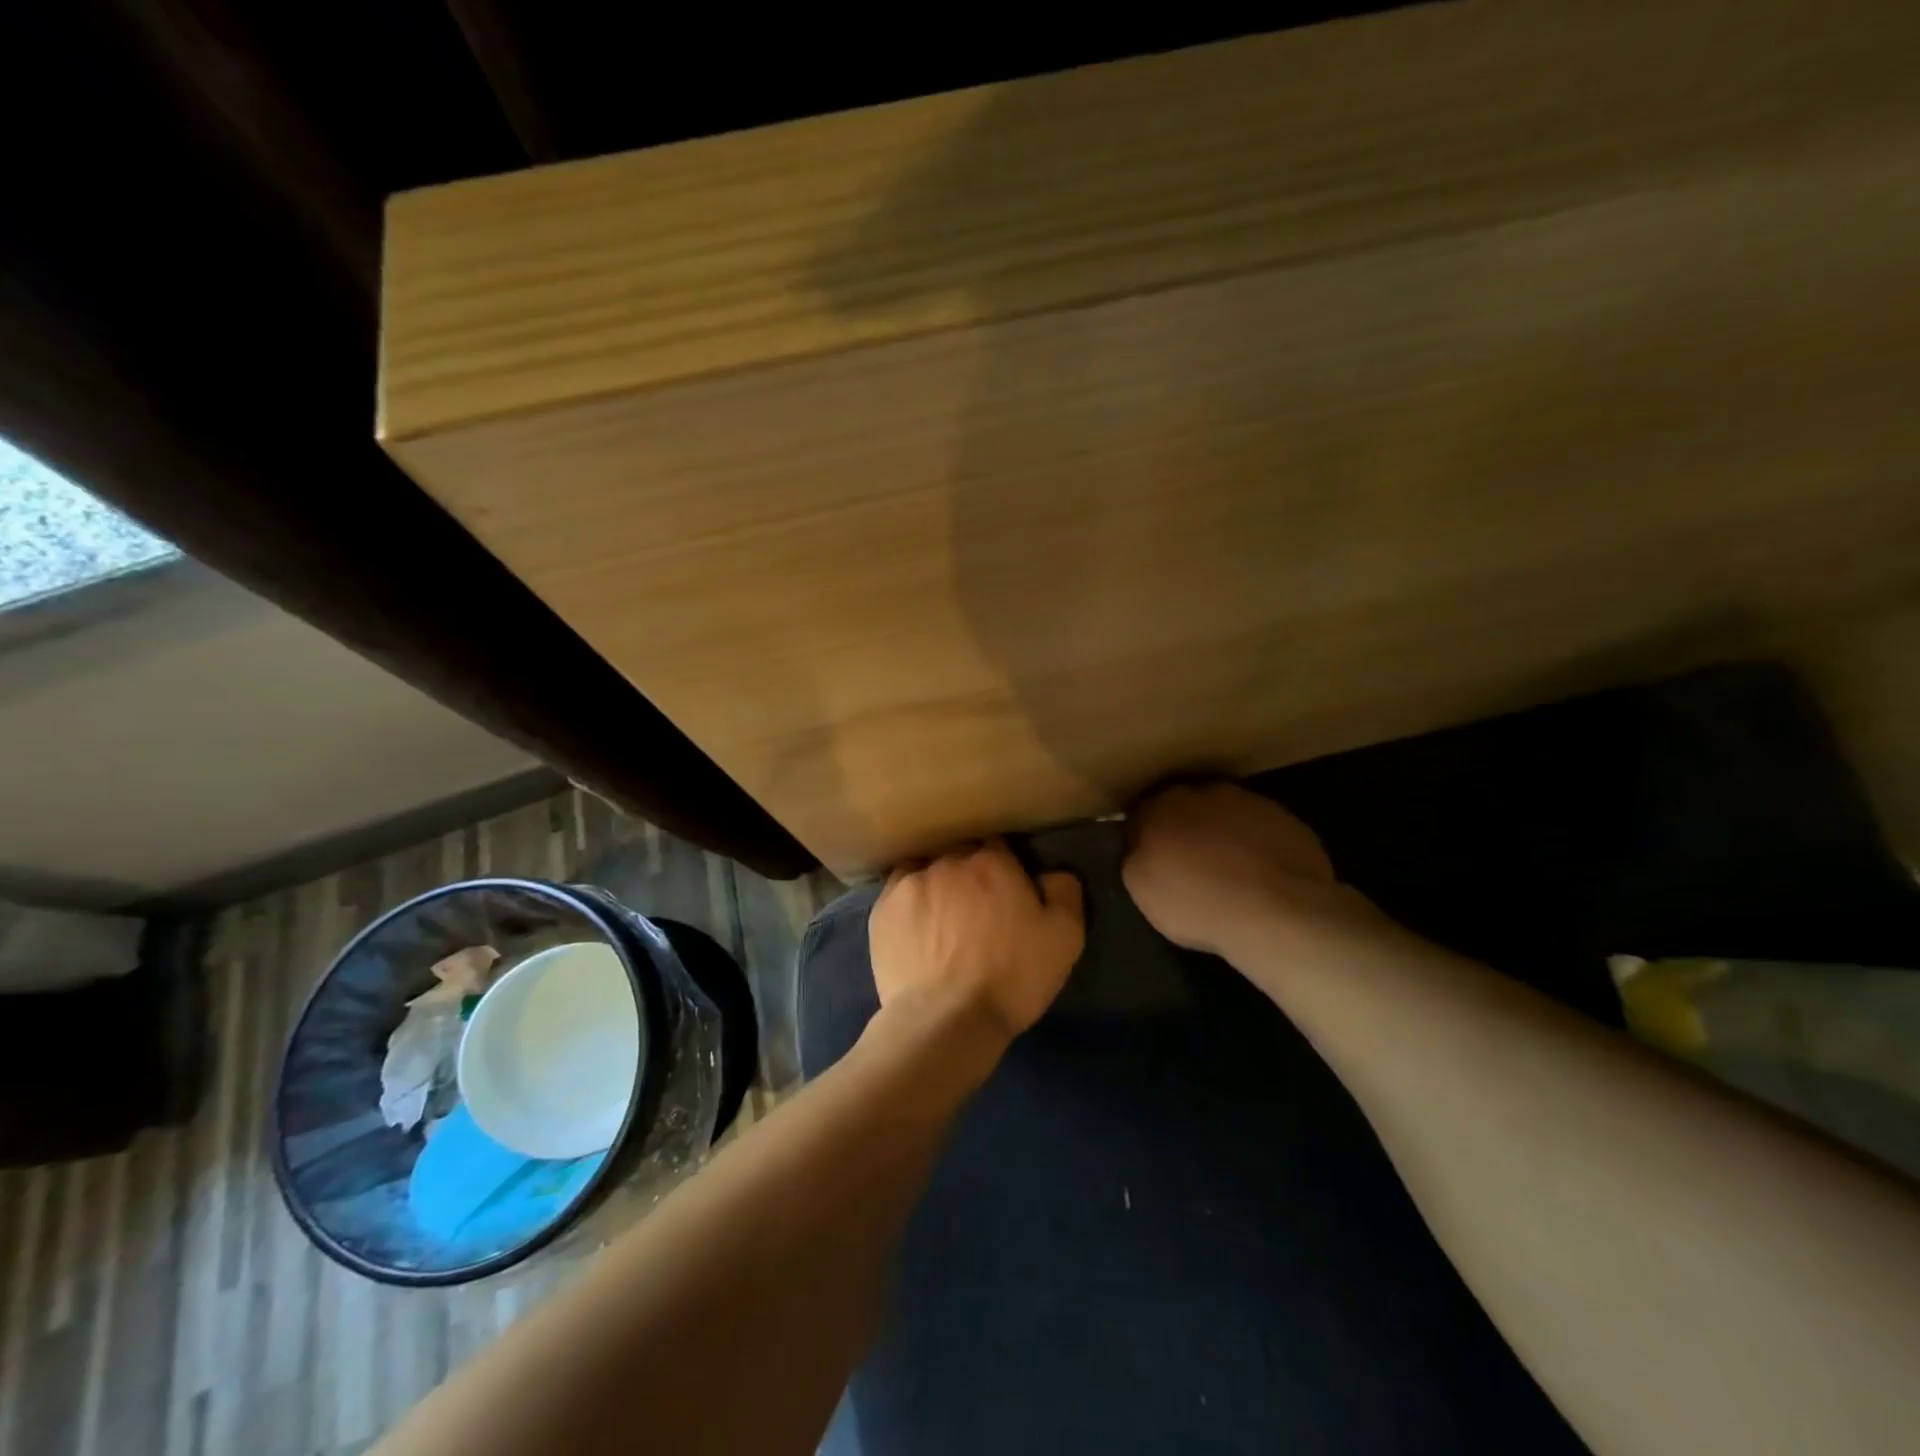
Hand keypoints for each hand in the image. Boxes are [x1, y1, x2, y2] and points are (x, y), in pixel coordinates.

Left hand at [870, 841, 1085, 1040]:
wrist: (946, 1019)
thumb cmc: (1012, 976)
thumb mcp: (1064, 938)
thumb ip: (1064, 892)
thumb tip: (1053, 872)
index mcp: (992, 861)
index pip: (998, 845)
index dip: (1003, 865)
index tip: (1006, 888)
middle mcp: (948, 861)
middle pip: (960, 854)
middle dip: (968, 873)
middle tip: (975, 906)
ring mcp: (909, 883)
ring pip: (926, 870)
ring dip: (936, 885)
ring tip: (941, 916)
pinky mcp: (882, 910)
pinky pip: (898, 893)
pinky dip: (909, 904)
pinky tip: (915, 927)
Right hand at [1122, 782, 1371, 958]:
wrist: (1277, 913)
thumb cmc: (1197, 902)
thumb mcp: (1141, 889)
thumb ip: (1135, 857)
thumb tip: (1140, 846)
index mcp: (1162, 804)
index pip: (1141, 811)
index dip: (1143, 835)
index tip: (1149, 858)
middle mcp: (1205, 791)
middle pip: (1186, 806)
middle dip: (1184, 828)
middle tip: (1187, 862)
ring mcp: (1250, 802)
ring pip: (1225, 814)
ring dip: (1222, 834)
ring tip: (1228, 871)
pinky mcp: (1287, 819)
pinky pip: (1260, 829)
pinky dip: (1255, 845)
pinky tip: (1259, 875)